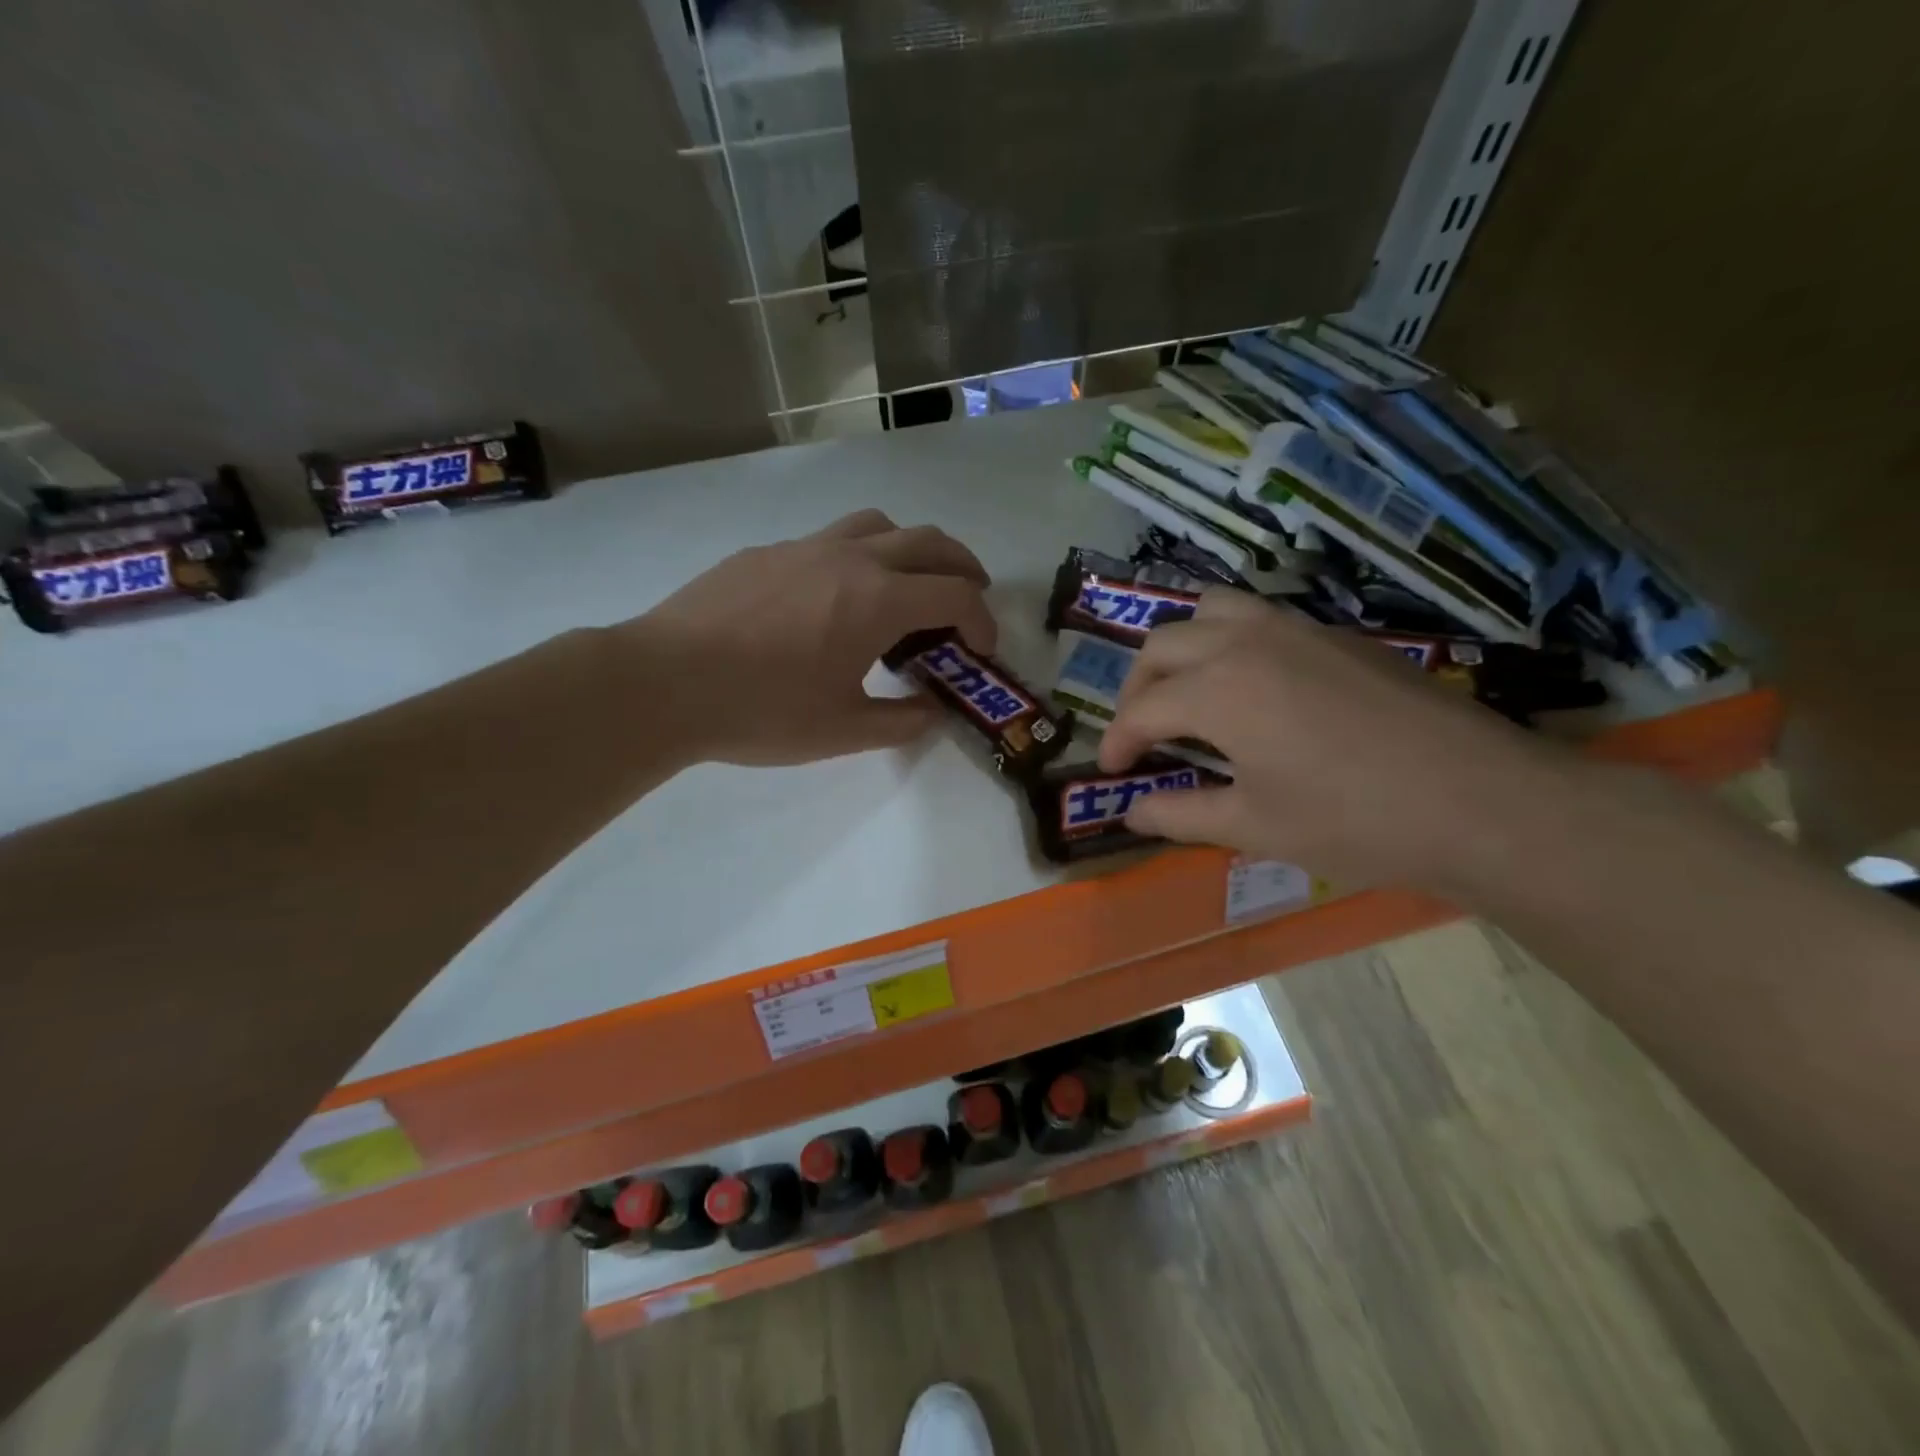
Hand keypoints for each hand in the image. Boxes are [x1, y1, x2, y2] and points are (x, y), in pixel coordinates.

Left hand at [618, 509, 998, 766]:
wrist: (663, 682)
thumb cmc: (761, 711)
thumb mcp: (842, 731)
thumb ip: (900, 722)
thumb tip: (932, 712)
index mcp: (877, 601)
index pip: (955, 594)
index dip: (982, 620)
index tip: (982, 649)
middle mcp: (850, 558)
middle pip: (929, 541)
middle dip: (962, 567)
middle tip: (969, 596)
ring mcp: (804, 547)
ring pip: (877, 525)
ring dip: (910, 548)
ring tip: (908, 584)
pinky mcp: (766, 552)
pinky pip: (828, 540)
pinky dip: (855, 558)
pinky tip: (832, 599)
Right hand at [1097, 590, 1583, 893]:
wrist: (1483, 801)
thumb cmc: (1355, 821)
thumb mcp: (1254, 827)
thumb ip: (1181, 814)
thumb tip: (1133, 813)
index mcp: (1218, 689)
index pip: (1143, 709)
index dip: (1118, 741)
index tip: (1113, 773)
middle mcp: (1247, 641)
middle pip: (1163, 644)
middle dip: (1138, 688)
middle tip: (1142, 734)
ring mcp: (1297, 629)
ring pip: (1211, 611)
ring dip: (1182, 648)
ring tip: (1187, 693)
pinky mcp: (1337, 635)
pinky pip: (1259, 618)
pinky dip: (1229, 642)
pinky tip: (1251, 689)